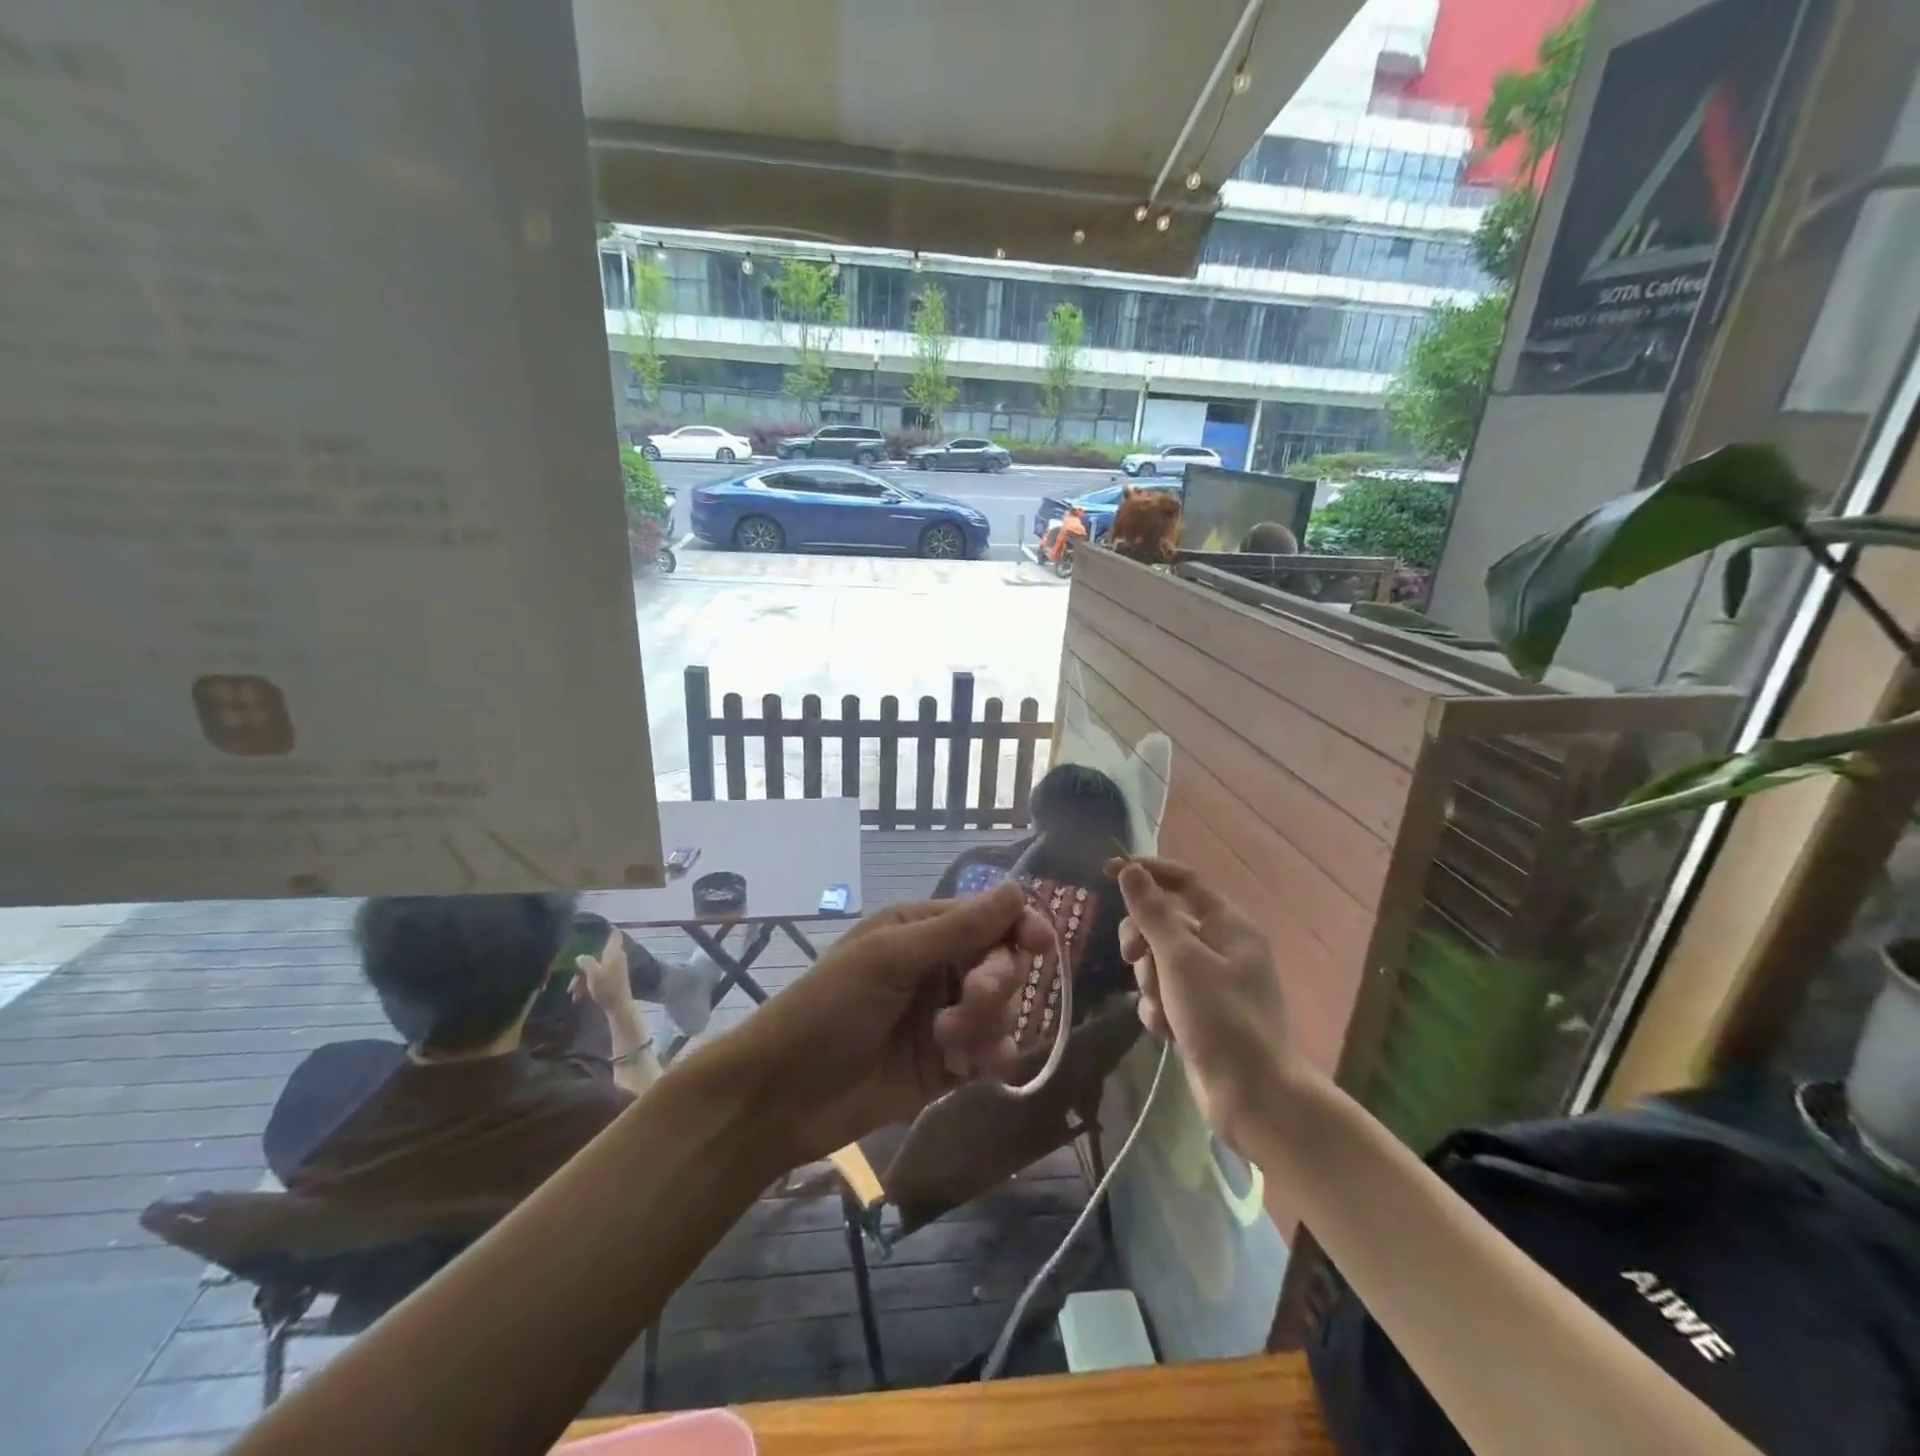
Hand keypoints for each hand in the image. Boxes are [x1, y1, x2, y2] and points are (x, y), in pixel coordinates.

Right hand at [573, 930, 636, 1016]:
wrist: (618, 1006)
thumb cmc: (607, 987)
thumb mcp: (593, 973)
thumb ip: (587, 961)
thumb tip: (580, 955)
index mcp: (614, 952)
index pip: (614, 933)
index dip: (607, 928)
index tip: (595, 925)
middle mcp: (617, 956)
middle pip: (599, 952)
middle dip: (585, 962)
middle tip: (572, 972)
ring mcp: (616, 967)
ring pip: (596, 966)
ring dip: (583, 976)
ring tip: (573, 991)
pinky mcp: (613, 978)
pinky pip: (598, 976)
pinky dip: (588, 982)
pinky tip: (578, 995)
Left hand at [712, 883, 1051, 1166]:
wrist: (783, 1095)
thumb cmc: (828, 1008)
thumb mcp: (888, 959)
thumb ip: (957, 929)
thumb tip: (1017, 889)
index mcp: (921, 930)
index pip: (989, 917)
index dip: (1020, 926)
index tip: (1040, 943)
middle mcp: (939, 968)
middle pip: (1002, 964)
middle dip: (995, 982)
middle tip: (970, 998)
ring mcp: (944, 1018)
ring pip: (1002, 1011)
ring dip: (985, 1025)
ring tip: (947, 1044)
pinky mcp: (947, 1066)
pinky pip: (991, 1053)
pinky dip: (988, 1058)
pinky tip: (966, 1069)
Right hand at [1111, 857, 1293, 1145]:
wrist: (1255, 1098)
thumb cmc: (1221, 1019)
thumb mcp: (1180, 959)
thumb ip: (1152, 913)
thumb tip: (1131, 870)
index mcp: (1228, 926)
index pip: (1183, 881)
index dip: (1147, 872)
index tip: (1107, 871)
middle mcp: (1223, 948)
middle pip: (1165, 922)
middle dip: (1143, 941)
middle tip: (1130, 957)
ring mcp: (1213, 983)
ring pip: (1160, 961)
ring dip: (1151, 982)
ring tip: (1162, 1009)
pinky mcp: (1202, 1014)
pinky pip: (1166, 995)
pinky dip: (1160, 1009)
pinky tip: (1165, 1032)